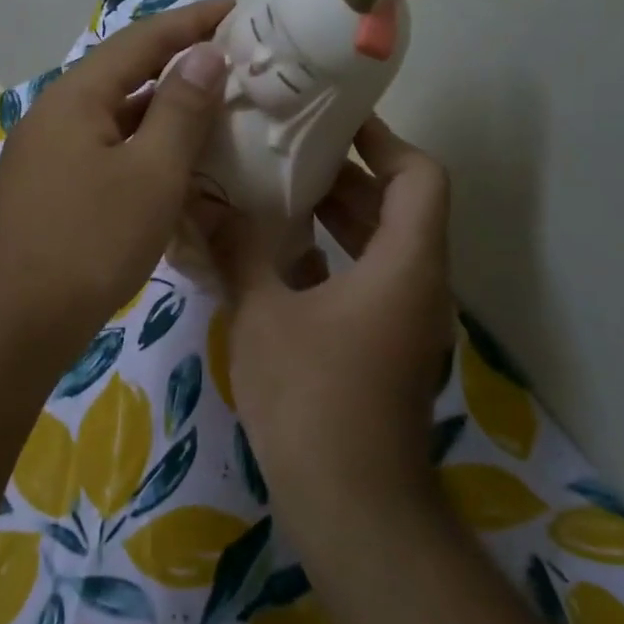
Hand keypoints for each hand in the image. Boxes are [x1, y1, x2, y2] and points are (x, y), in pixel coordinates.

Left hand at [0, 0, 232, 357]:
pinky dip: (144, 153)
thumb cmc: (88, 242)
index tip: (238, 9)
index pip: (141, 40)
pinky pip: (106, 155)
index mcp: (76, 97)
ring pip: (116, 120)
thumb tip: (204, 54)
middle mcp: (56, 116)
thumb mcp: (150, 174)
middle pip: (124, 76)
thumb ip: (180, 110)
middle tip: (236, 64)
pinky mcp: (50, 194)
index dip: (191, 22)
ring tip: (216, 113)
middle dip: (179, 66)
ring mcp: (48, 157)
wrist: (9, 324)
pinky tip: (173, 171)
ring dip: (163, 114)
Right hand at [209, 118, 453, 538]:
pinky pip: (364, 282)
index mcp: (405, 264)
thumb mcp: (264, 315)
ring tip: (276, 191)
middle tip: (288, 148)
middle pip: (399, 208)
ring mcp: (404, 321)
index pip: (419, 176)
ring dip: (336, 217)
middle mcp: (418, 285)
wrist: (351, 504)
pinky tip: (275, 256)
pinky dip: (330, 259)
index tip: (334, 119)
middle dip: (347, 175)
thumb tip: (204, 202)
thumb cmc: (312, 398)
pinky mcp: (384, 348)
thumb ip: (238, 251)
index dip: (383, 140)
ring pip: (380, 247)